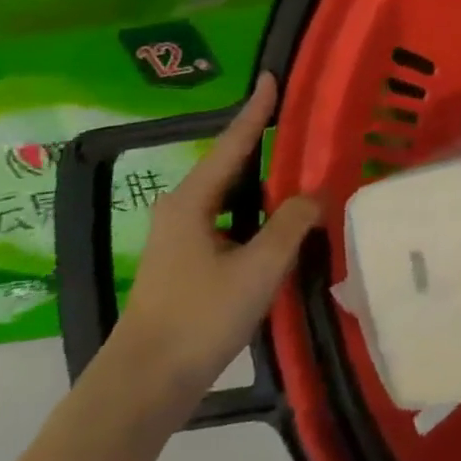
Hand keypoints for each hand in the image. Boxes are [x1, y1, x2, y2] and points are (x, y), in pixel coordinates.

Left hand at [106, 74, 320, 407]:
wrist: (146, 383)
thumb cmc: (201, 316)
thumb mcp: (260, 266)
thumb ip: (292, 223)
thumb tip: (314, 194)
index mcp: (193, 202)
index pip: (233, 144)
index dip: (256, 110)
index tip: (270, 77)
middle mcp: (183, 211)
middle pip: (232, 166)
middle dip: (266, 145)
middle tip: (304, 125)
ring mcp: (183, 238)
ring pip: (234, 197)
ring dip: (266, 184)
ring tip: (304, 169)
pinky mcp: (190, 262)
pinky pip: (233, 221)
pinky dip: (259, 213)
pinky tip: (285, 222)